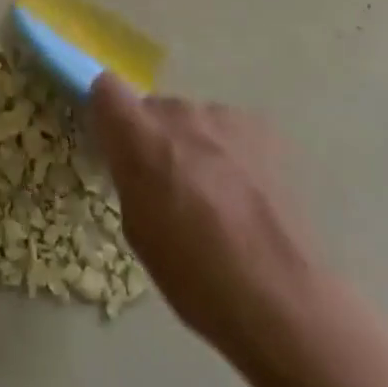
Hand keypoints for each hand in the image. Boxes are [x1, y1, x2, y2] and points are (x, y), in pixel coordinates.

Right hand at [88, 76, 316, 359]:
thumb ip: (130, 176)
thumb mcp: (138, 231)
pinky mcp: (260, 127)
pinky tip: (246, 195)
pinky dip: (228, 153)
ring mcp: (222, 116)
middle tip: (170, 187)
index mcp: (140, 137)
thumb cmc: (196, 277)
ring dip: (193, 146)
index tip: (114, 142)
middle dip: (154, 140)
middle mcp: (179, 112)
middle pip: (154, 109)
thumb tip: (132, 157)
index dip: (108, 112)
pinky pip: (227, 131)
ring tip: (216, 199)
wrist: (281, 297)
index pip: (106, 89)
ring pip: (193, 121)